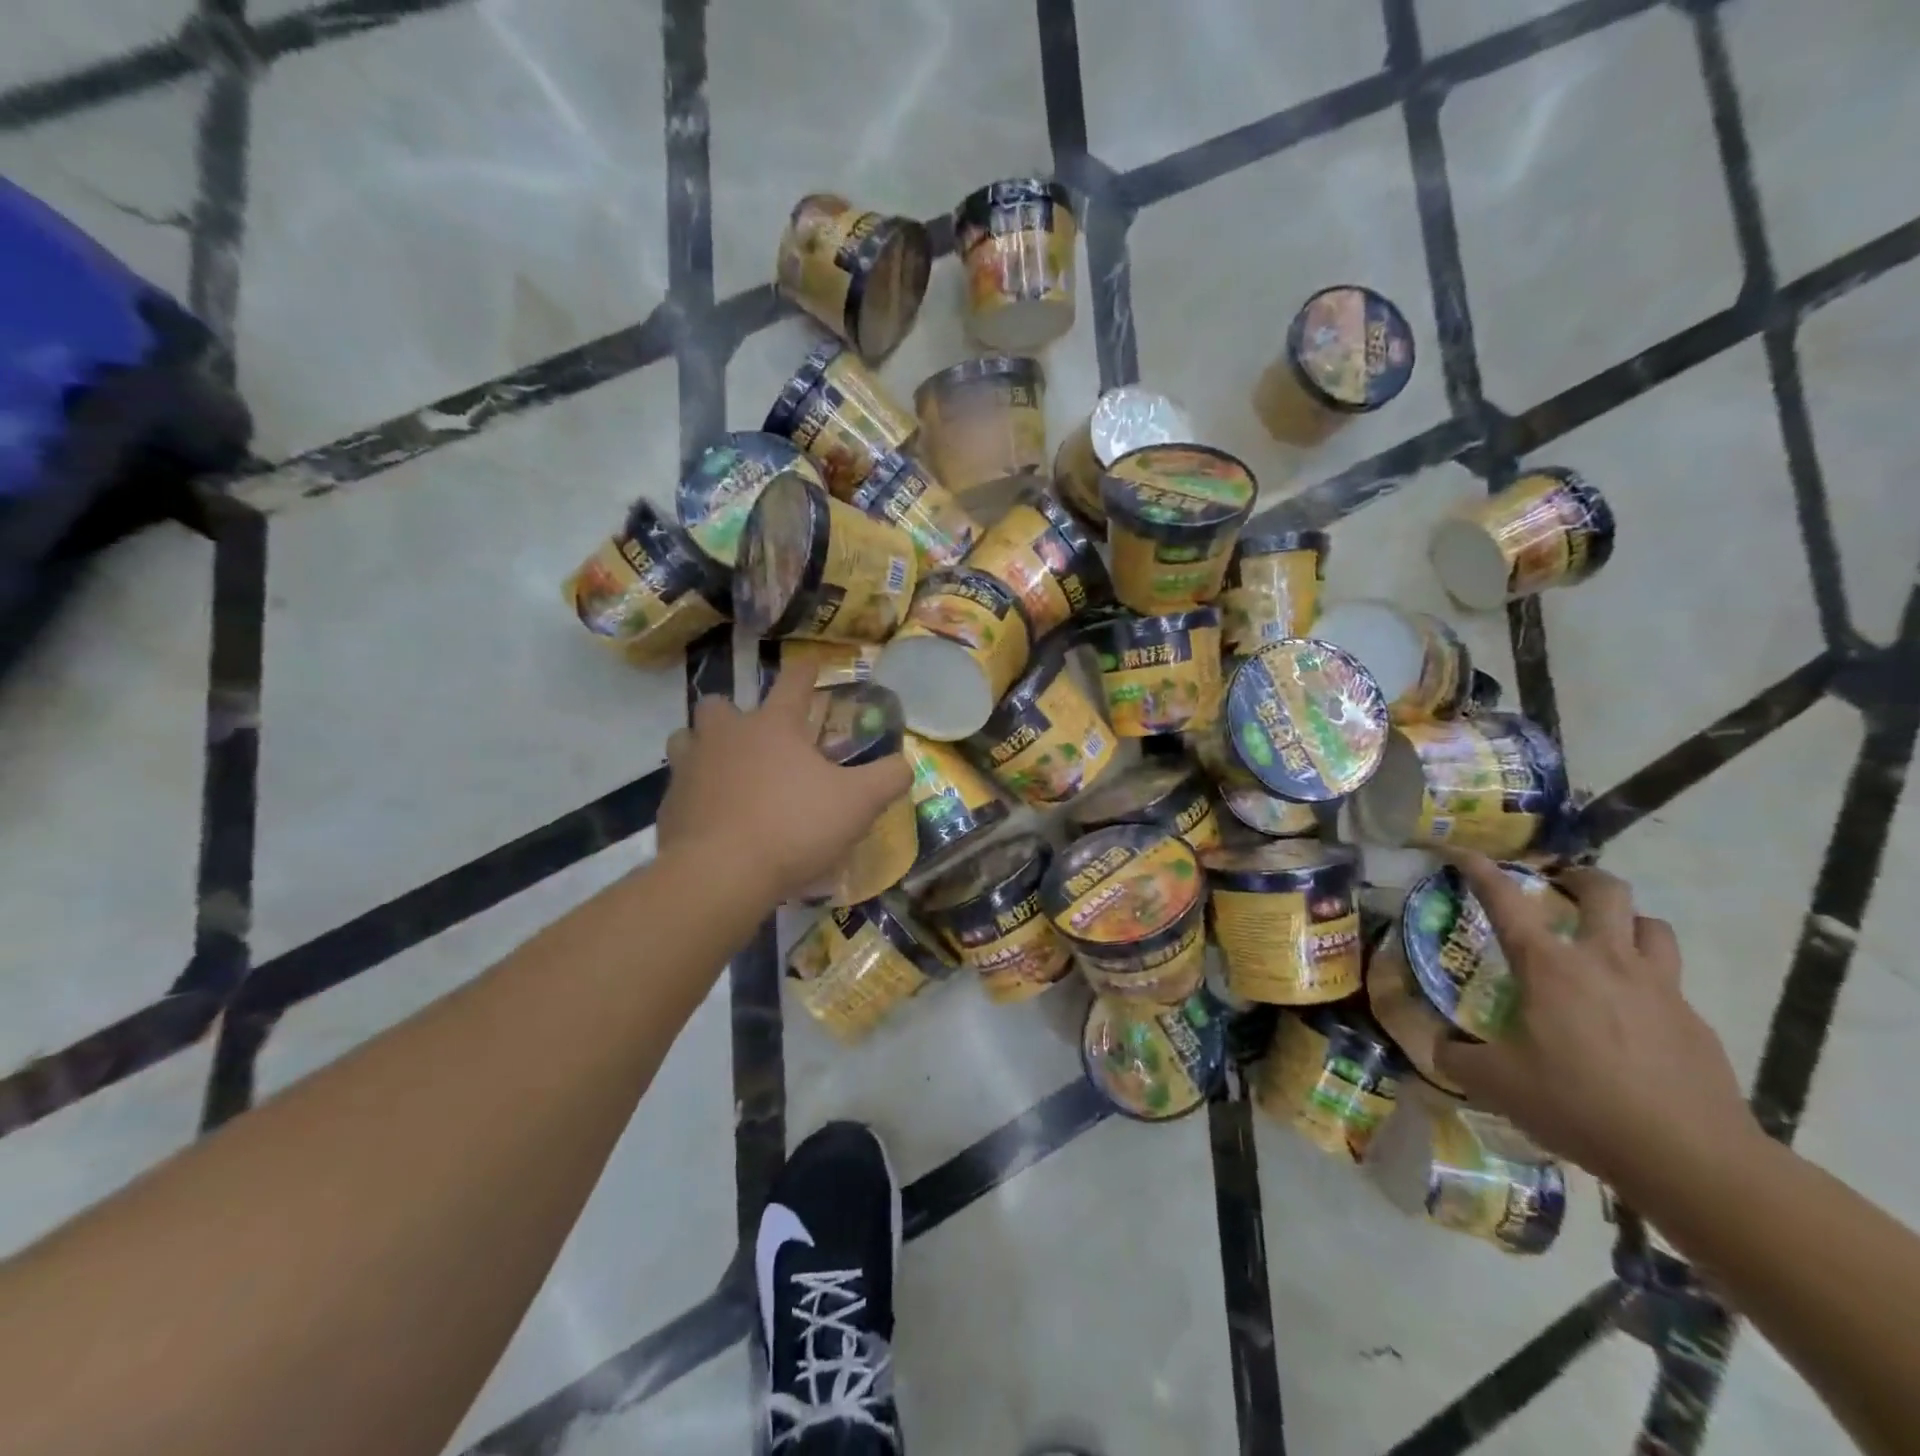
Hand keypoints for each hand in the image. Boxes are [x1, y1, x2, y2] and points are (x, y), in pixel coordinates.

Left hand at [658, 669, 912, 904]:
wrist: (720, 875)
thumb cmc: (794, 826)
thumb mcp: (858, 804)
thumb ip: (887, 778)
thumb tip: (904, 764)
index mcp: (772, 726)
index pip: (793, 681)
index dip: (806, 671)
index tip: (811, 667)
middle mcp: (725, 736)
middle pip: (719, 704)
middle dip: (734, 712)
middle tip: (755, 737)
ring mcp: (689, 769)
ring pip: (685, 740)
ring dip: (703, 748)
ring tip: (724, 772)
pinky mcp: (668, 807)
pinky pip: (679, 789)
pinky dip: (695, 796)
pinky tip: (713, 819)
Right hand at [1432, 853, 1760, 1194]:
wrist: (1694, 1160)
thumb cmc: (1580, 1105)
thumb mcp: (1496, 1084)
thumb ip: (1456, 1057)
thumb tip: (1439, 1046)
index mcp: (1550, 967)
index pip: (1506, 901)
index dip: (1481, 870)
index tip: (1463, 854)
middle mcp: (1606, 962)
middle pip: (1606, 892)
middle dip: (1580, 878)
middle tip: (1560, 886)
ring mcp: (1660, 990)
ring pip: (1653, 927)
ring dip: (1627, 921)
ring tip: (1606, 939)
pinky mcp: (1696, 1024)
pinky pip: (1672, 982)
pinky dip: (1648, 981)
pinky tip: (1633, 1015)